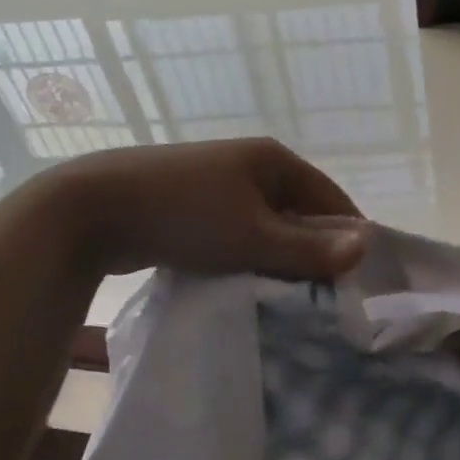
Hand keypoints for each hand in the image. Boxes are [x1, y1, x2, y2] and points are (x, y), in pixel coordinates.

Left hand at [38, 139, 368, 280]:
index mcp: (273, 160)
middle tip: (325, 300)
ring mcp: (218, 186)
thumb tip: (366, 248)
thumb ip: (308, 247)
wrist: (93, 208)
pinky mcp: (193, 208)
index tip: (360, 282)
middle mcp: (250, 166)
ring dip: (277, 259)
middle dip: (311, 253)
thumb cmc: (184, 215)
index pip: (330, 198)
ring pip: (266, 228)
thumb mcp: (252, 235)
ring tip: (290, 300)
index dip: (347, 237)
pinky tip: (248, 287)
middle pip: (298, 214)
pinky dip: (246, 258)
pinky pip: (236, 235)